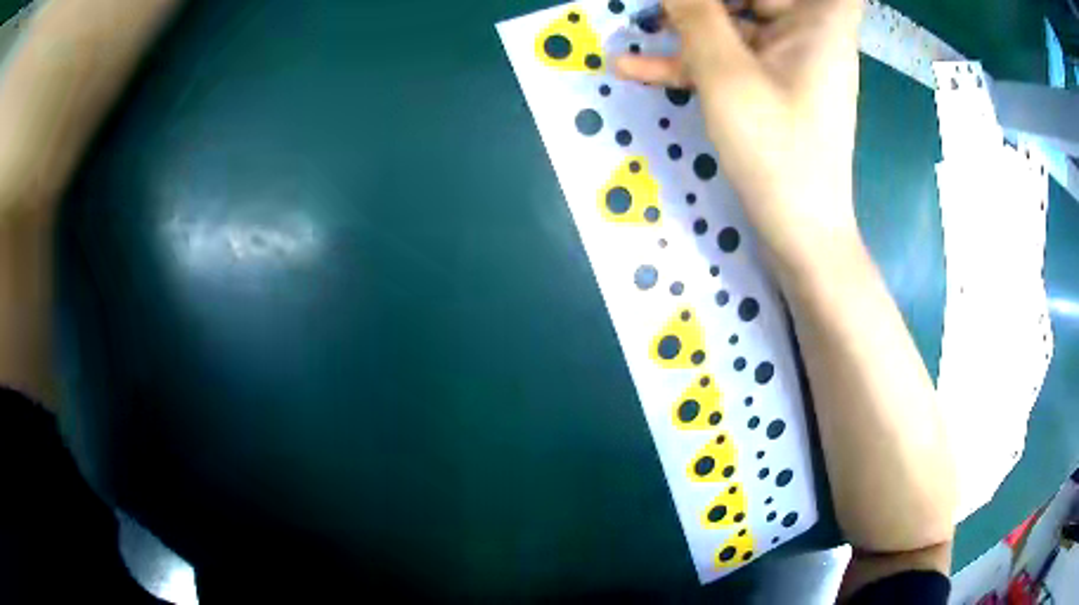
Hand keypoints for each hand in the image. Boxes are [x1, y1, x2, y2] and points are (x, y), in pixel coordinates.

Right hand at [615, 0, 863, 276]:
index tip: (746, 6)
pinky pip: (732, 58)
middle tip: (664, 9)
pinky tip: (634, 67)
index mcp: (820, 23)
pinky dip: (692, 60)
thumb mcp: (726, 73)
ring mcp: (790, 61)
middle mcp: (811, 34)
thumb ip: (696, 14)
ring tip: (641, 28)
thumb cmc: (776, 150)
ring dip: (690, 26)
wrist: (798, 232)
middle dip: (706, 2)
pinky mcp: (772, 86)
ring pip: (739, 22)